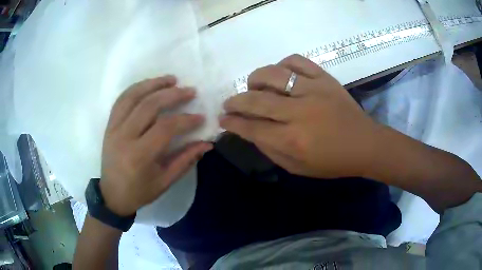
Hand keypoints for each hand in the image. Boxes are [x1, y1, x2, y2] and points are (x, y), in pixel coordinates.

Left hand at [100, 76, 212, 215]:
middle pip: (149, 106)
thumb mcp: (165, 181)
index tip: (200, 117)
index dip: (186, 120)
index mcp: (139, 155)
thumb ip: (186, 160)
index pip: (165, 128)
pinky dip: (136, 89)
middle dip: (172, 95)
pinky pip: (122, 100)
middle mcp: (124, 137)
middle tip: (190, 91)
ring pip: (133, 97)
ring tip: (171, 79)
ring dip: (153, 84)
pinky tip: (149, 85)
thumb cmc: (139, 191)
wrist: (112, 195)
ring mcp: (114, 128)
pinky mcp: (109, 125)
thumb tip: (207, 144)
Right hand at [221, 54, 379, 178]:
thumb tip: (250, 131)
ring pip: (272, 75)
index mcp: (292, 141)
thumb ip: (270, 150)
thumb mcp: (298, 168)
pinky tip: (279, 73)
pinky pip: (296, 60)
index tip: (222, 119)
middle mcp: (299, 113)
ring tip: (253, 87)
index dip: (232, 123)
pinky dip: (282, 64)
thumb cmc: (332, 161)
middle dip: (235, 101)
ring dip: (254, 80)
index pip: (251, 128)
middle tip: (229, 103)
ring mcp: (312, 90)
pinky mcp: (324, 78)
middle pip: (255, 100)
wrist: (364, 144)